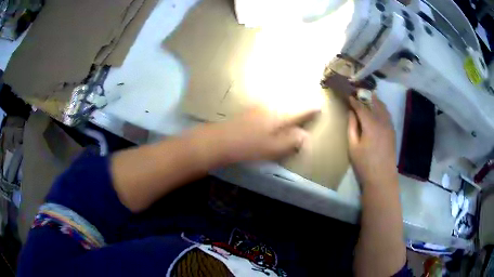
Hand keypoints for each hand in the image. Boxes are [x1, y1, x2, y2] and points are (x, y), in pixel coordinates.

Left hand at [186, 107, 318, 165]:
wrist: (221, 140)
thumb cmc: (249, 147)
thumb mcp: (273, 148)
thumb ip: (291, 141)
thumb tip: (305, 136)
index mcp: (280, 116)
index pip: (300, 109)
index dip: (311, 108)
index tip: (320, 106)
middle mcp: (272, 106)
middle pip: (291, 100)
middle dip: (302, 100)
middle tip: (311, 100)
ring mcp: (260, 106)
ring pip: (280, 99)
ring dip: (290, 99)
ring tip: (298, 99)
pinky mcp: (252, 108)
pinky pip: (271, 101)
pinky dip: (279, 102)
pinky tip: (277, 104)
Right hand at [347, 94, 397, 187]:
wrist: (382, 177)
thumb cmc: (365, 164)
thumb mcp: (353, 147)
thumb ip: (352, 127)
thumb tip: (351, 112)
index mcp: (371, 124)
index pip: (361, 106)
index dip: (354, 100)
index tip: (348, 94)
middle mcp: (382, 121)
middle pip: (374, 102)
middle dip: (365, 95)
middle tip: (357, 91)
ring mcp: (389, 125)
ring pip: (382, 107)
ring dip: (374, 100)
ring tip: (367, 97)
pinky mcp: (392, 131)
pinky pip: (386, 114)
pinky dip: (380, 108)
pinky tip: (376, 110)